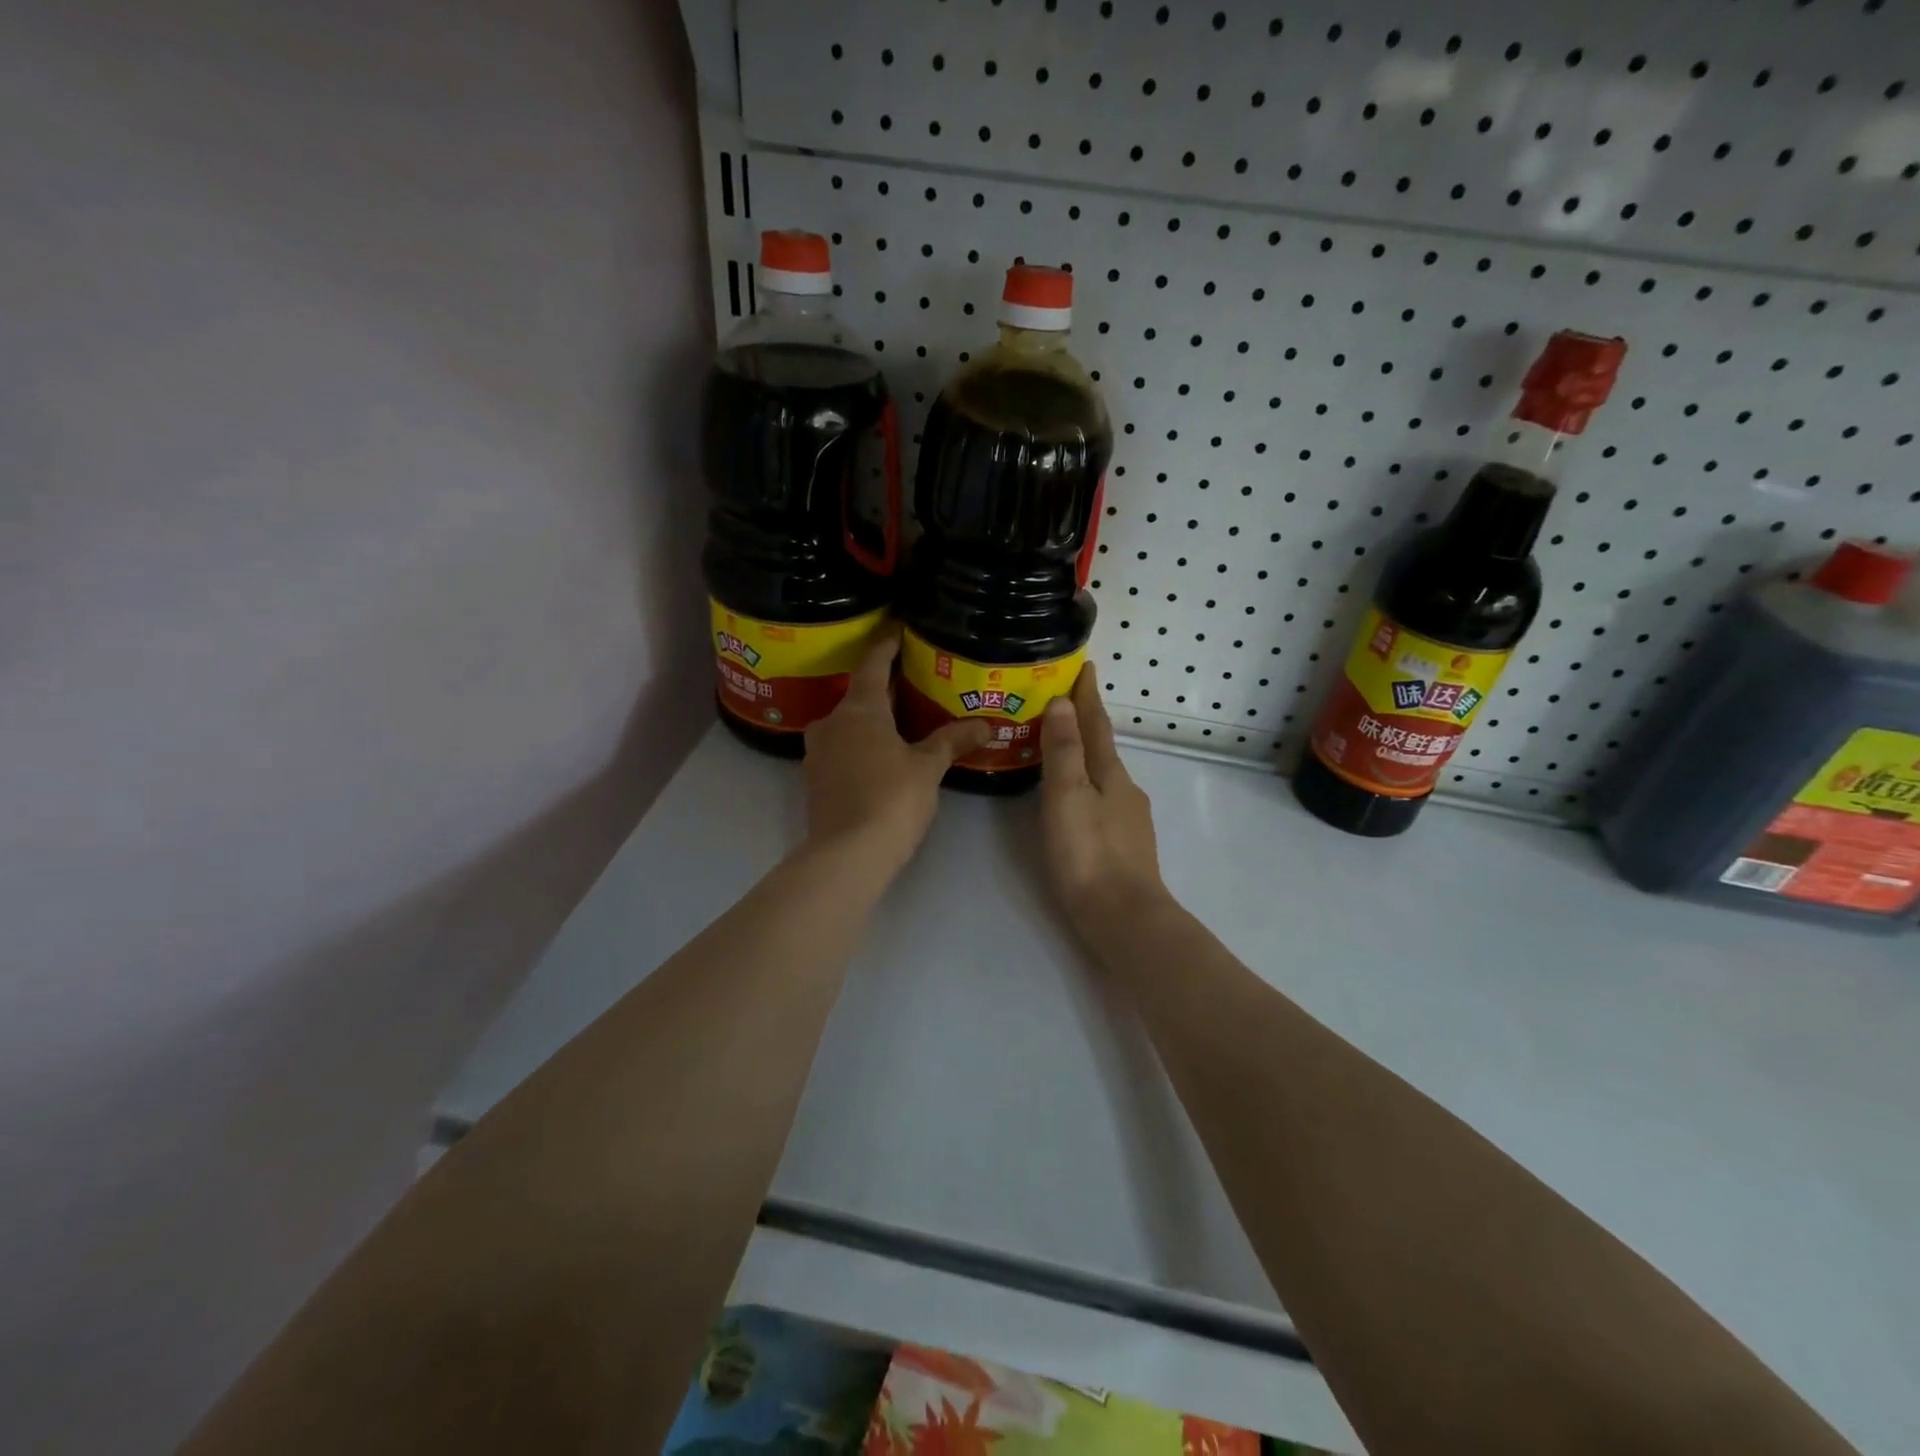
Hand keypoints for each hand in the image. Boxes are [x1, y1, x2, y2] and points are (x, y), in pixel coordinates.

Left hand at [802, 628, 990, 871]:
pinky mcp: (815, 779)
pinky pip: (840, 748)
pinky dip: (859, 743)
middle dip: (883, 686)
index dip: (887, 643)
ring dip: (869, 717)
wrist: (848, 854)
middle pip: (858, 693)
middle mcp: (831, 722)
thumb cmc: (891, 799)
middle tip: (911, 679)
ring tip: (898, 719)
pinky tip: (880, 754)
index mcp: (859, 709)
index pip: (872, 663)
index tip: (899, 628)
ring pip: (846, 723)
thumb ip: (953, 740)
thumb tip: (986, 724)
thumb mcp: (928, 767)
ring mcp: (818, 752)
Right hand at [1040, 671, 1164, 932]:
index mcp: (1110, 773)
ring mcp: (1129, 819)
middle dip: (1085, 722)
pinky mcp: (1125, 845)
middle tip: (1062, 702)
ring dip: (1086, 755)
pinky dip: (1088, 785)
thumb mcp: (1068, 796)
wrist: (1124, 917)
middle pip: (1102, 747)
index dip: (1087, 696)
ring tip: (1063, 748)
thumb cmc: (1088, 853)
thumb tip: (1063, 701)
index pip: (1096, 724)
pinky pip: (1103, 799)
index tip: (1085, 666)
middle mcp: (1125, 790)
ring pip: (1104, 775)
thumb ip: (1064, 750)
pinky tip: (1079, 800)